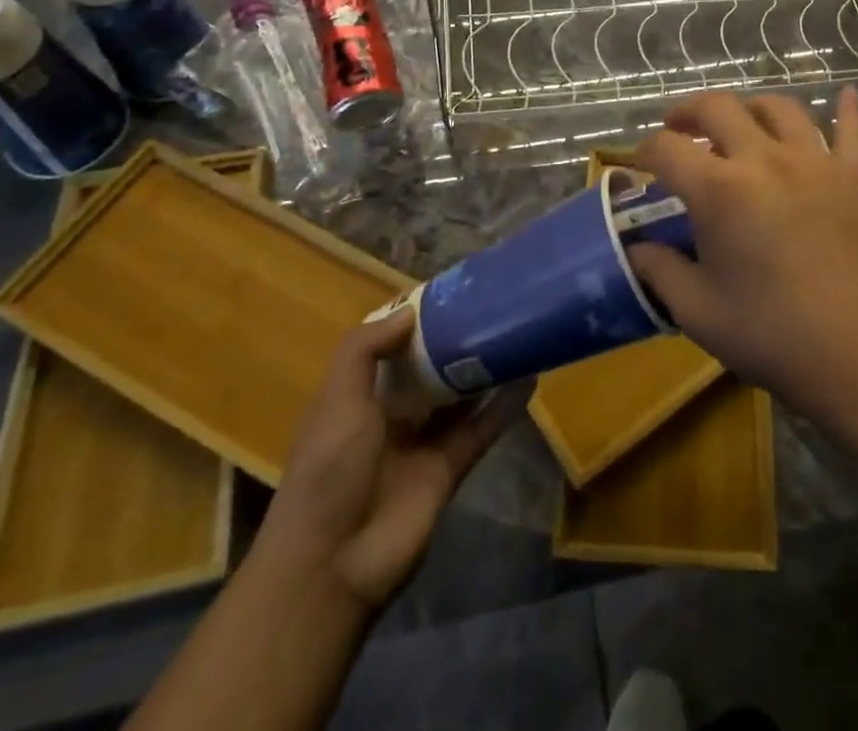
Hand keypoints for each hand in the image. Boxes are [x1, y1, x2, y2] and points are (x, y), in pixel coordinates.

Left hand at [262, 309, 526, 613]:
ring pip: (459, 397)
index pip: (389, 349)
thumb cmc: (328, 469)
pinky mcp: (449, 470)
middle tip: (490, 306)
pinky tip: (530, 378)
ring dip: (483, 369)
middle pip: (428, 370)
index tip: (448, 292)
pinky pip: (481, 429)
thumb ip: (367, 349)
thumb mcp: (337, 398)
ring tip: (516, 333)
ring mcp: (422, 444)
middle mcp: (390, 416)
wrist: (332, 565)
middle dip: (454, 342)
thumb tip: (410, 312)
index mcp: (357, 397)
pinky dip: (504, 407)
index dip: (415, 322)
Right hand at [629, 88, 857, 432]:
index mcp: (720, 190)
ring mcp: (815, 162)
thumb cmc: (769, 334)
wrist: (856, 357)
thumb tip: (636, 248)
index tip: (639, 163)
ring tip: (739, 122)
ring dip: (750, 107)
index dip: (644, 151)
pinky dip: (846, 110)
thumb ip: (659, 270)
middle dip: (688, 112)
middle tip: (678, 129)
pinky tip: (845, 95)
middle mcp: (764, 160)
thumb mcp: (697, 310)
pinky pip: (851, 131)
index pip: (667, 149)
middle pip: (719, 108)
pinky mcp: (854, 177)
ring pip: (779, 108)